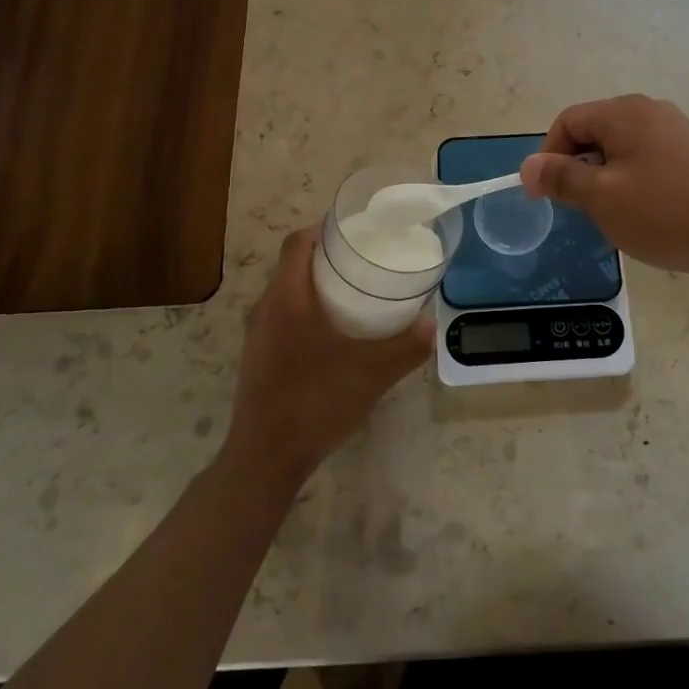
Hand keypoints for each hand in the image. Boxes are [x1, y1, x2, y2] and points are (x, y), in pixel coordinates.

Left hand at [223, 228, 432, 490]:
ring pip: (286, 292)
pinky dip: (305, 311)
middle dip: (327, 257)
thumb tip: (431, 324)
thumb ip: (407, 347)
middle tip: (365, 262)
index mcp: (287, 298)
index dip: (324, 229)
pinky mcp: (257, 357)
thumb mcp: (372, 373)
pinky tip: (332, 336)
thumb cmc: (316, 402)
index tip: (356, 232)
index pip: (297, 243)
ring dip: (315, 285)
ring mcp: (257, 335)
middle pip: (292, 264)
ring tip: (353, 295)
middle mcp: (265, 308)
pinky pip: (281, 317)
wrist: (265, 459)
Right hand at [520, 95, 688, 276]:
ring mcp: (674, 129)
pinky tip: (642, 210)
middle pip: (593, 131)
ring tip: (611, 213)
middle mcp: (648, 109)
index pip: (567, 122)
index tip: (547, 196)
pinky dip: (630, 179)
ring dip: (603, 177)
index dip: (548, 156)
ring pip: (618, 147)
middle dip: (577, 168)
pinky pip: (644, 157)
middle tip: (580, 208)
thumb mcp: (602, 198)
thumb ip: (560, 177)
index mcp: (624, 112)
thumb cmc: (665, 214)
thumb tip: (528, 166)